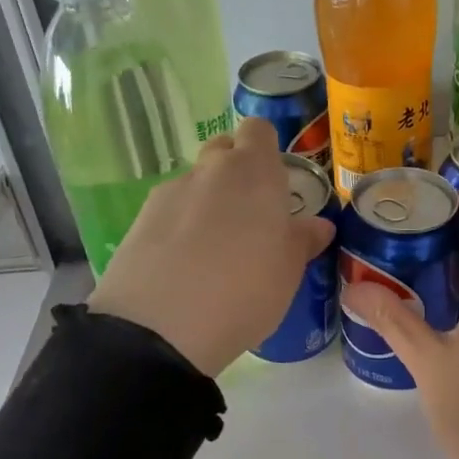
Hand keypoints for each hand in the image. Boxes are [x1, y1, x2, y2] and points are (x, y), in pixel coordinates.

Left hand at [88, 118, 333, 375]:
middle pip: (224, 150)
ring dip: (208, 203)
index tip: (276, 182)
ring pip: (196, 183)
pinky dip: (181, 227)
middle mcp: (210, 170)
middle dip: (237, 173)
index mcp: (254, 172)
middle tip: (252, 217)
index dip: (267, 150)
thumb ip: (304, 240)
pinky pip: (171, 212)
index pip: (259, 130)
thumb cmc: (245, 290)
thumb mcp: (289, 271)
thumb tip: (319, 225)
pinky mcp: (140, 220)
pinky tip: (185, 266)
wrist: (161, 328)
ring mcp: (170, 192)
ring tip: (216, 251)